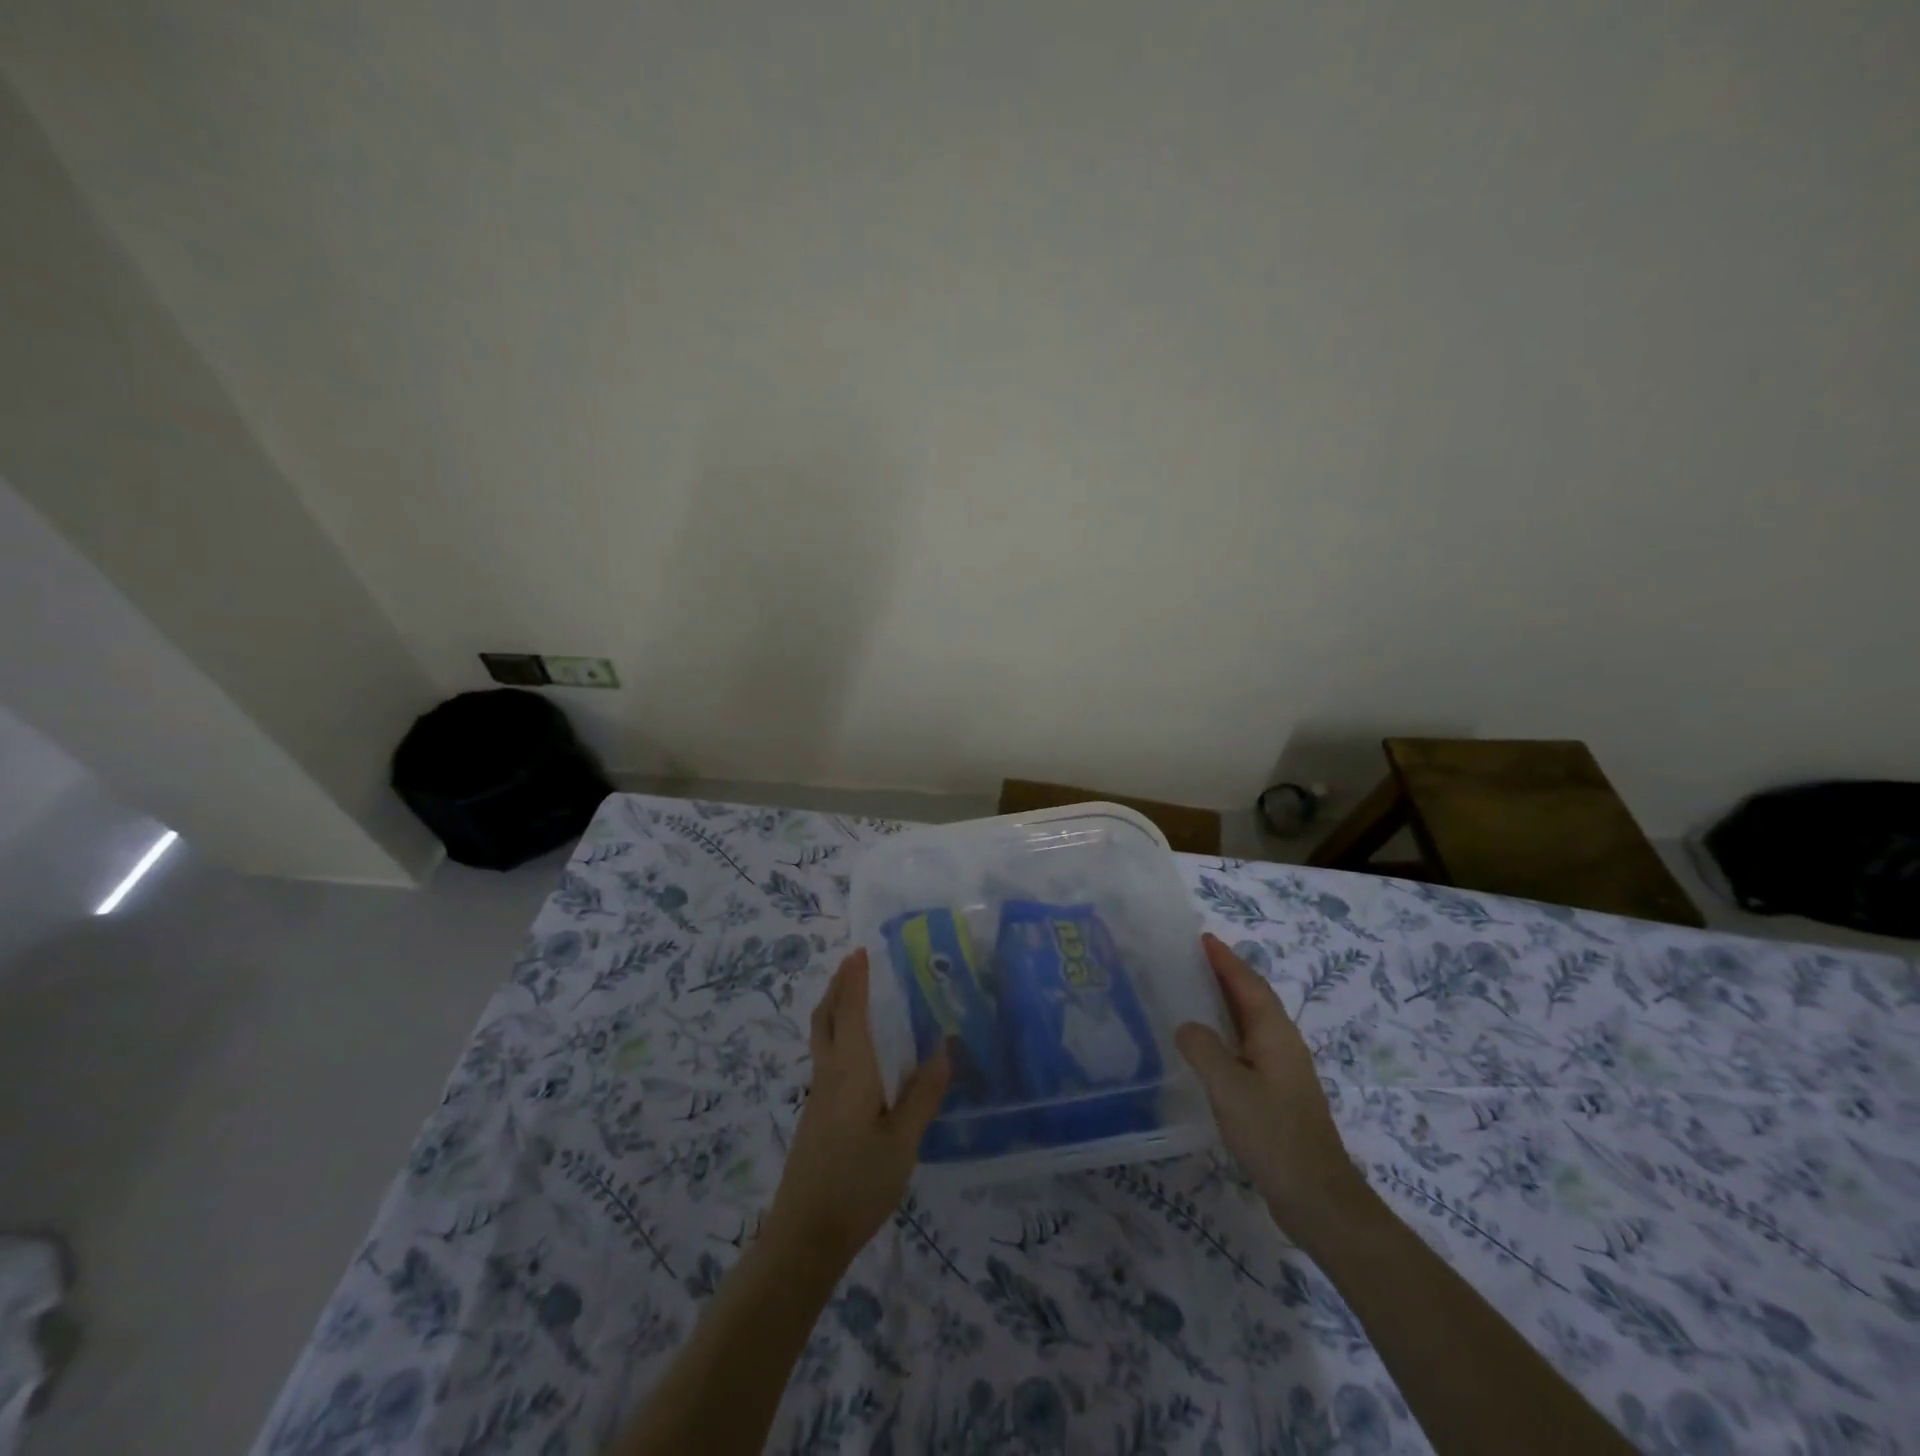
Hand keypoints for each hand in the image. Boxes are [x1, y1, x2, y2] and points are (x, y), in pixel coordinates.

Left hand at [766, 949, 950, 1264]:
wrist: (804, 1237)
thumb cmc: (857, 1184)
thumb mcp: (902, 1143)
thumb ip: (923, 1094)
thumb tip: (944, 1047)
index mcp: (850, 1071)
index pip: (852, 1012)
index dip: (856, 980)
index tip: (861, 951)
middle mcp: (829, 1075)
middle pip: (826, 1018)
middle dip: (838, 987)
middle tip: (855, 964)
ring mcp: (818, 1097)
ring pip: (822, 1038)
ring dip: (836, 1009)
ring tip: (856, 997)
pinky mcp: (816, 1117)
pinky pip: (826, 1058)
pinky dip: (838, 1035)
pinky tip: (858, 1053)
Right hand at [1175, 933, 1363, 1237]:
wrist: (1316, 1197)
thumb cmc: (1273, 1134)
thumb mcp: (1229, 1088)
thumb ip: (1203, 1049)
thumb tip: (1186, 1026)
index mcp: (1275, 1034)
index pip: (1248, 984)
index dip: (1226, 960)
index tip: (1202, 938)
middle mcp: (1283, 1044)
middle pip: (1252, 999)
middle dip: (1225, 975)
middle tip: (1189, 959)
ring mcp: (1282, 1071)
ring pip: (1250, 1023)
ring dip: (1224, 1003)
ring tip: (1190, 993)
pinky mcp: (1277, 1094)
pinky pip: (1247, 1047)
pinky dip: (1226, 1033)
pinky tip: (1206, 1046)